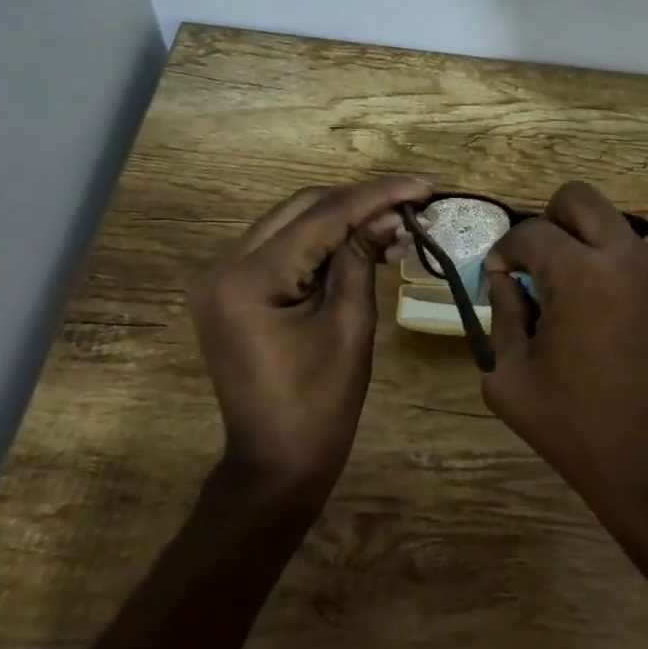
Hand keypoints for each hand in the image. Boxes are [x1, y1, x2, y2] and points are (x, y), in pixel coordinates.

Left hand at [189, 176, 429, 501]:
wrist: (276, 462)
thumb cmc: (321, 405)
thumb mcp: (350, 325)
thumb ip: (362, 257)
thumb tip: (389, 214)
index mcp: (249, 280)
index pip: (323, 216)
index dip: (378, 195)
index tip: (425, 186)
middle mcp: (224, 266)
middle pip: (303, 207)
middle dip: (361, 201)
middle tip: (414, 206)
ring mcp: (222, 276)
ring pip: (292, 221)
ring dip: (344, 217)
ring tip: (396, 225)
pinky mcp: (232, 289)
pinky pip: (283, 246)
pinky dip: (323, 240)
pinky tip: (361, 244)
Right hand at [482, 182, 647, 598]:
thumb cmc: (576, 428)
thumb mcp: (511, 379)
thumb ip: (502, 315)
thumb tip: (507, 278)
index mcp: (580, 272)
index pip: (531, 231)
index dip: (507, 250)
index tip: (502, 274)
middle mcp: (631, 257)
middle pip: (581, 199)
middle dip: (552, 221)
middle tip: (544, 264)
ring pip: (621, 236)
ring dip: (597, 257)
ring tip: (591, 311)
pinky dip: (632, 286)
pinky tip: (628, 333)